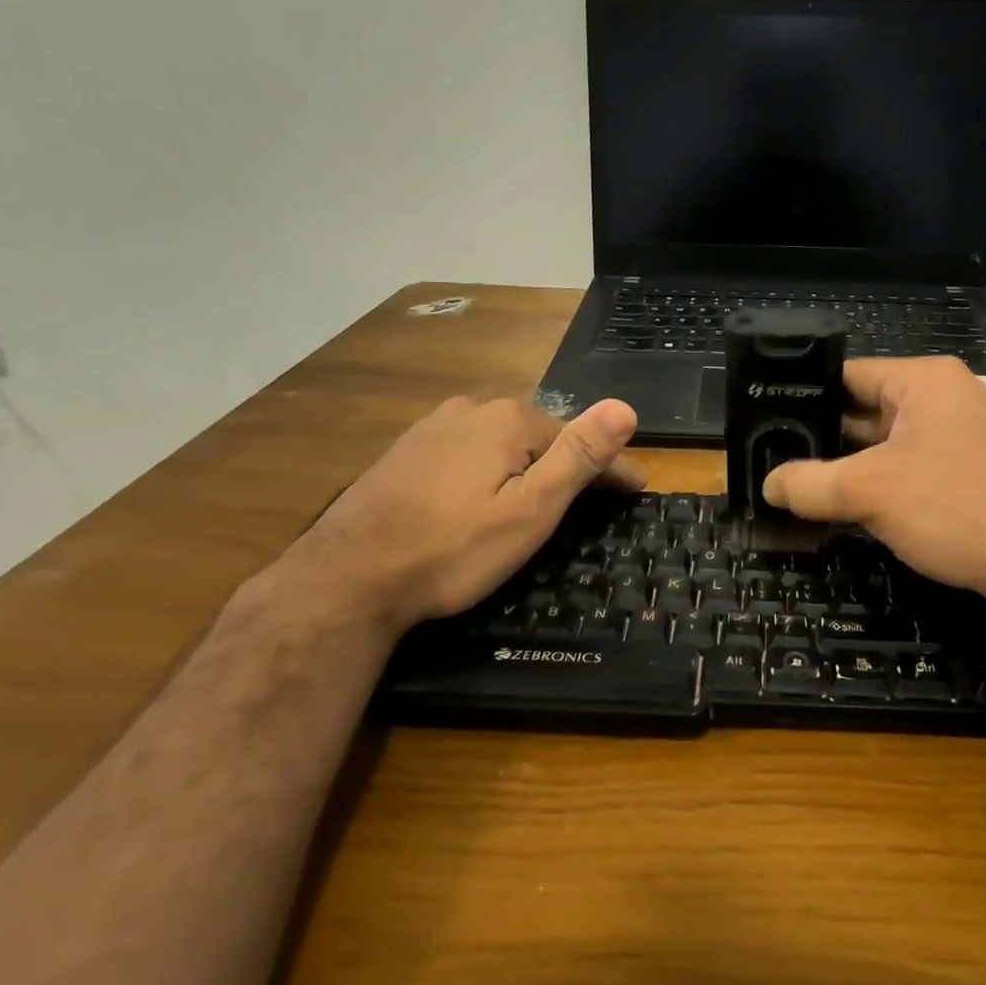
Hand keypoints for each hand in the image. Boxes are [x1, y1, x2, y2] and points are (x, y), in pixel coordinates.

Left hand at [284, 396, 643, 631]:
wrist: (348, 577)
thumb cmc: (453, 549)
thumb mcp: (531, 509)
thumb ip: (579, 456)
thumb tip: (625, 406)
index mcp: (509, 419)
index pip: (578, 438)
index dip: (612, 466)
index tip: (638, 489)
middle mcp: (472, 409)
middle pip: (539, 435)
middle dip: (568, 462)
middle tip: (594, 498)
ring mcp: (433, 427)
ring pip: (500, 442)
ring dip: (528, 464)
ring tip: (543, 495)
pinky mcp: (406, 451)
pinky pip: (467, 452)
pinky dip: (489, 469)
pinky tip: (483, 492)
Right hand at [762, 358, 985, 613]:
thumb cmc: (954, 507)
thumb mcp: (869, 492)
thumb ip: (810, 484)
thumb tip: (768, 485)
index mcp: (924, 380)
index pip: (848, 374)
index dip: (805, 396)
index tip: (768, 420)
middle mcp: (947, 396)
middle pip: (868, 409)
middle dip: (827, 437)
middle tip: (779, 458)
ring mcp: (965, 434)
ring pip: (890, 442)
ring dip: (853, 465)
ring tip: (805, 485)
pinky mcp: (974, 470)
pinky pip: (914, 465)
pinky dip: (884, 482)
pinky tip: (854, 507)